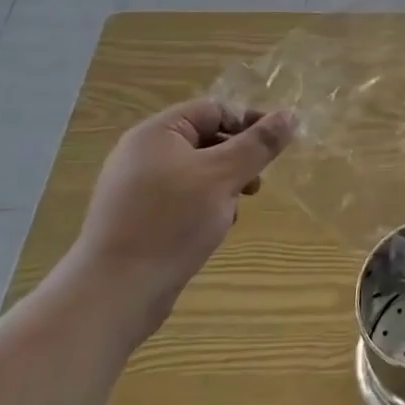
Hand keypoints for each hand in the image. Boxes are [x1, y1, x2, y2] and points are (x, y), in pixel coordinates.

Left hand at [66, 98, 294, 335]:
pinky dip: (204, 205)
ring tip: (236, 209)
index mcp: (157, 133)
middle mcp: (142, 154)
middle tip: (257, 183)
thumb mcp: (224, 176)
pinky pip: (182, 197)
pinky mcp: (137, 219)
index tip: (275, 146)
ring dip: (225, 184)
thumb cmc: (171, 222)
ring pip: (197, 171)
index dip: (248, 122)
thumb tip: (291, 115)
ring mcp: (137, 188)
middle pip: (206, 139)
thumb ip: (260, 144)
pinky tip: (214, 228)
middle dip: (238, 158)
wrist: (112, 295)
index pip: (214, 109)